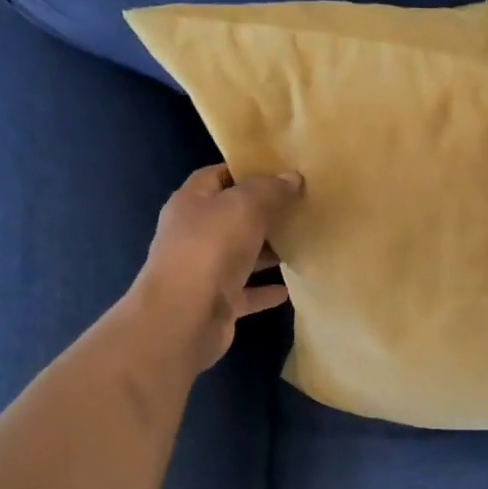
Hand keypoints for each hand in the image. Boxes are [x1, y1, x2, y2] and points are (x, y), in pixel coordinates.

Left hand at [128, 164, 302, 375]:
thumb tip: (291, 178)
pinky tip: (292, 288)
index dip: (245, 171)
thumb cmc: (210, 249)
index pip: (216, 176)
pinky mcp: (218, 302)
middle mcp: (194, 234)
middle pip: (231, 217)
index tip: (280, 173)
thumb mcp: (244, 207)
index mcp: (192, 203)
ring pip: (241, 255)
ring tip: (303, 243)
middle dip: (263, 213)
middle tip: (300, 207)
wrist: (184, 317)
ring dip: (268, 251)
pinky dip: (267, 290)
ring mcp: (205, 270)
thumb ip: (269, 190)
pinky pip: (248, 292)